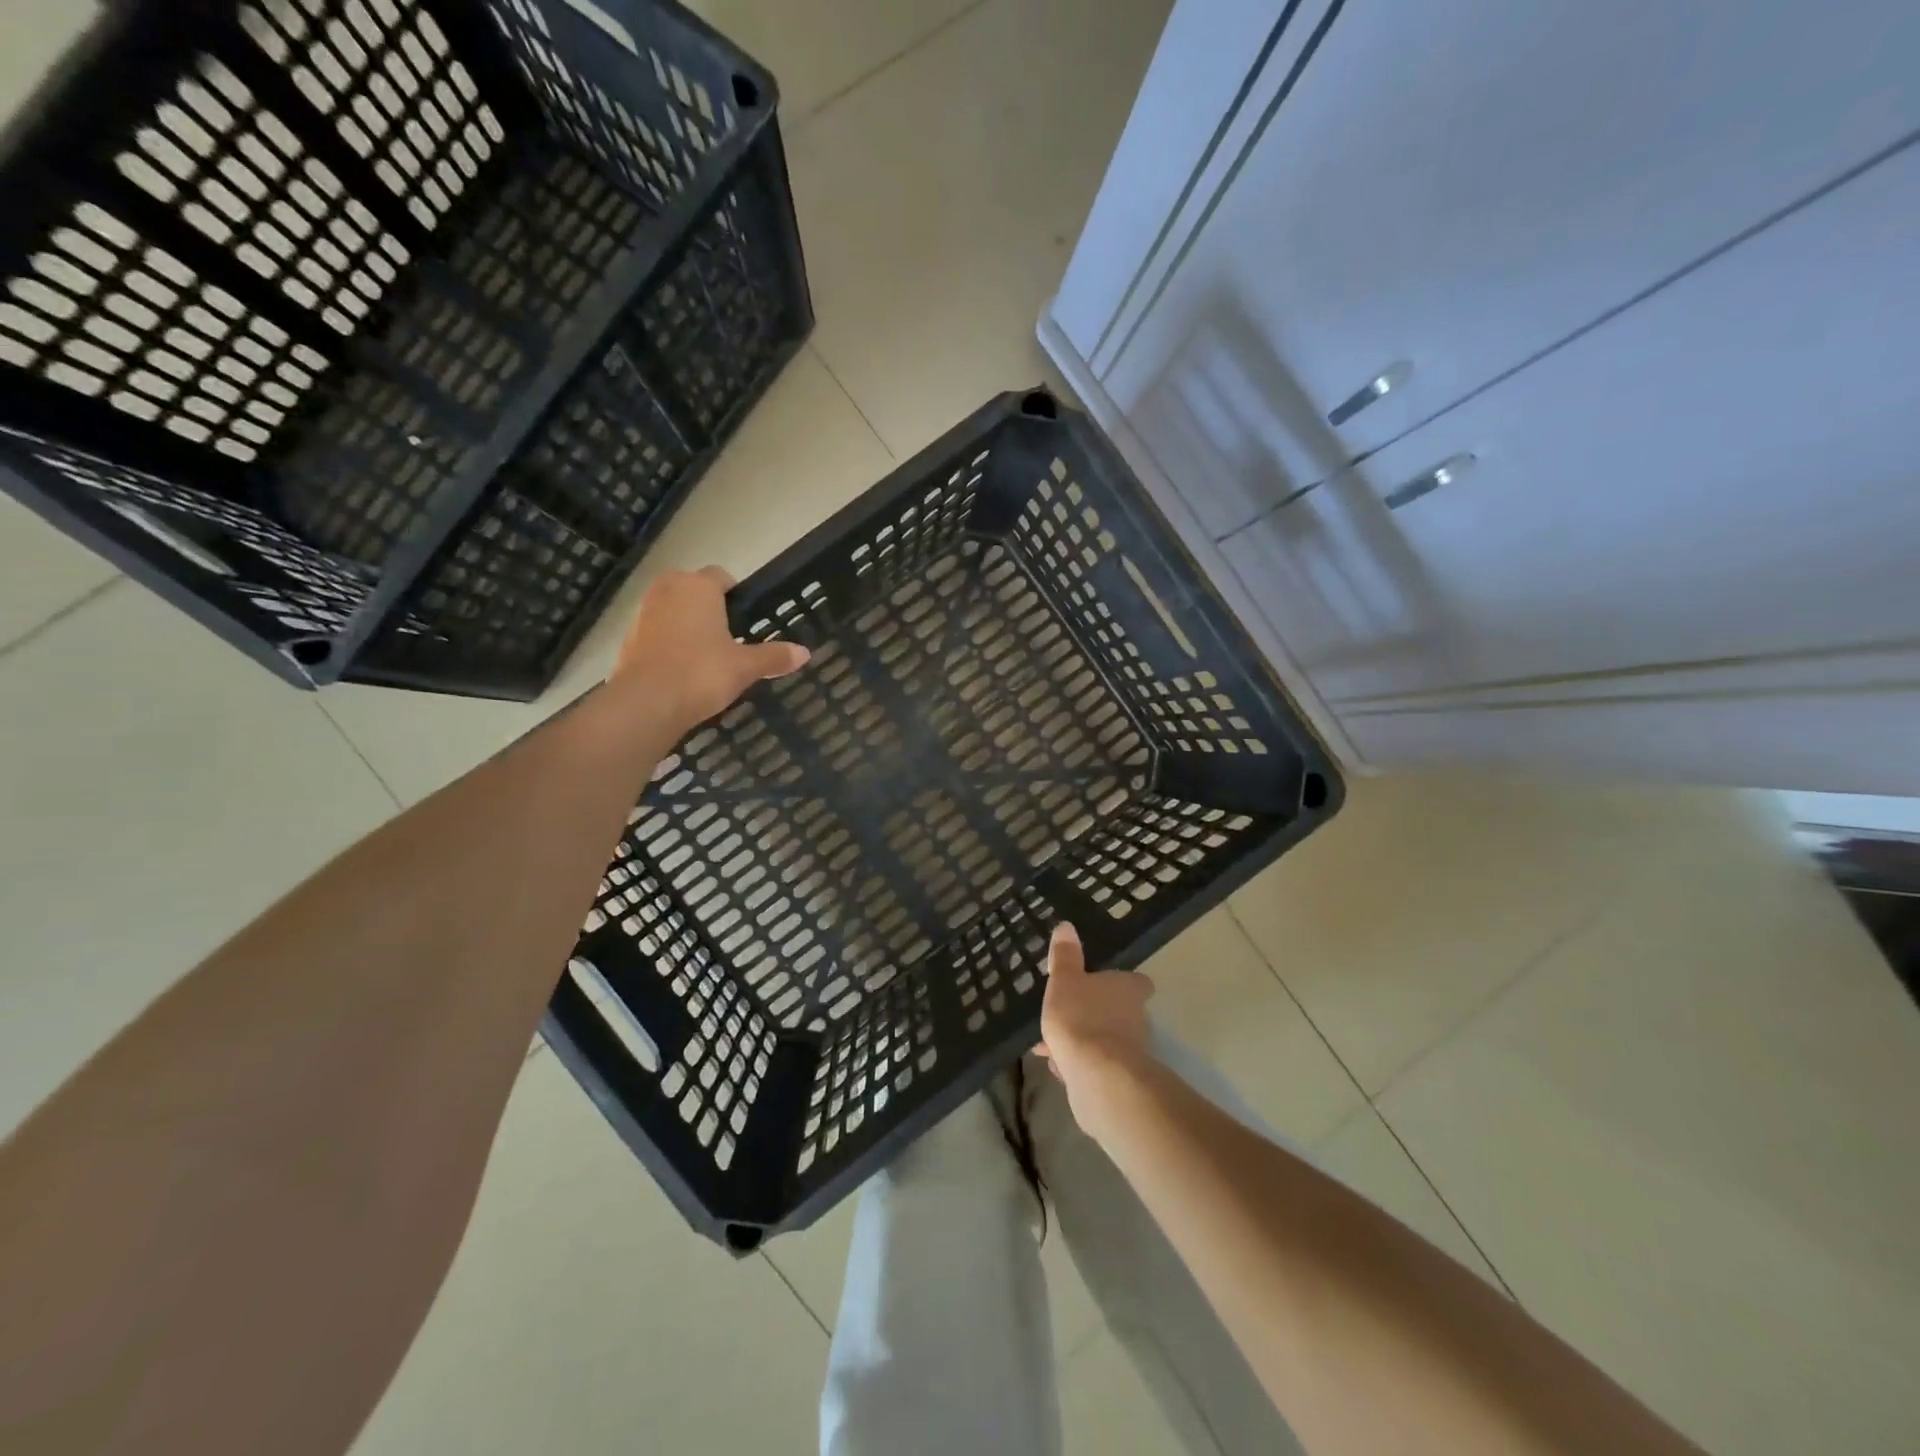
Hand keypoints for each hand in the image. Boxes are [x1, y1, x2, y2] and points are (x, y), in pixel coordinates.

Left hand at [610, 567, 809, 731]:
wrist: (647, 703)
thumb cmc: (702, 673)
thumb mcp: (745, 667)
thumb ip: (774, 656)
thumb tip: (806, 653)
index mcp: (699, 587)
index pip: (721, 576)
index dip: (735, 592)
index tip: (746, 615)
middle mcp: (668, 590)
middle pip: (692, 588)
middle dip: (707, 605)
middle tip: (728, 633)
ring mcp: (643, 612)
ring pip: (670, 608)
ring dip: (685, 622)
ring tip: (705, 652)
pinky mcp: (628, 638)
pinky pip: (655, 632)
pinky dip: (667, 643)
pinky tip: (681, 668)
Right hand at [1035, 922, 1155, 1137]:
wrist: (1097, 1076)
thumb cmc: (1081, 1017)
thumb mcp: (1065, 980)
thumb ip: (1065, 956)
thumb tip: (1067, 926)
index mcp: (1128, 989)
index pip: (1138, 982)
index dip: (1124, 983)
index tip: (1104, 985)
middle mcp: (1137, 1018)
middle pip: (1118, 1012)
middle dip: (1093, 1015)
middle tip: (1066, 1016)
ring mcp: (1132, 1052)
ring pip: (1104, 1041)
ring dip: (1083, 1042)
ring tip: (1051, 1047)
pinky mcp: (1121, 1080)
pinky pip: (1097, 1067)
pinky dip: (1081, 1066)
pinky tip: (1059, 1069)